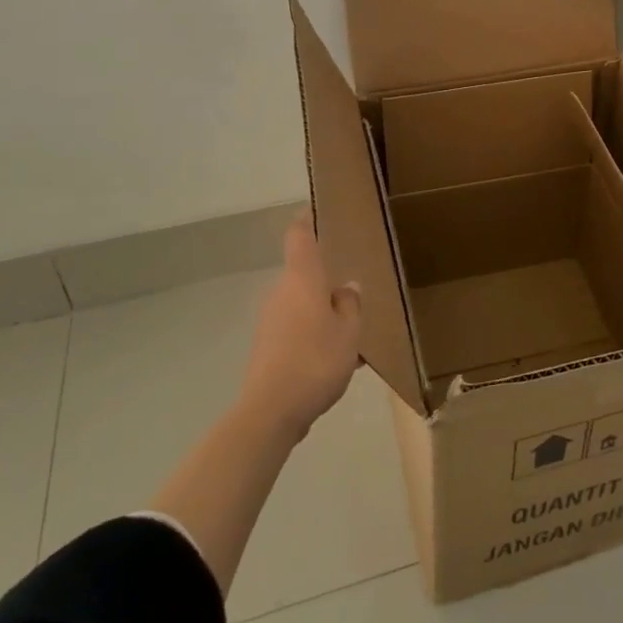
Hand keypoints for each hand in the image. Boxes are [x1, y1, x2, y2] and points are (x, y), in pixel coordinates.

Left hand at [236, 210, 362, 440]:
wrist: (270, 412)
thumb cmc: (316, 360)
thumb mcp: (349, 332)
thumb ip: (350, 304)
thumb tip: (347, 286)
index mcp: (303, 278)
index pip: (299, 235)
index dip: (306, 219)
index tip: (316, 209)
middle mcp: (282, 292)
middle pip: (305, 275)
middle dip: (328, 281)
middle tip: (356, 293)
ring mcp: (271, 320)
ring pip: (303, 306)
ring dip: (324, 314)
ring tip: (353, 335)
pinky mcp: (267, 347)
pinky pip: (297, 330)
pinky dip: (315, 337)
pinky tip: (337, 363)